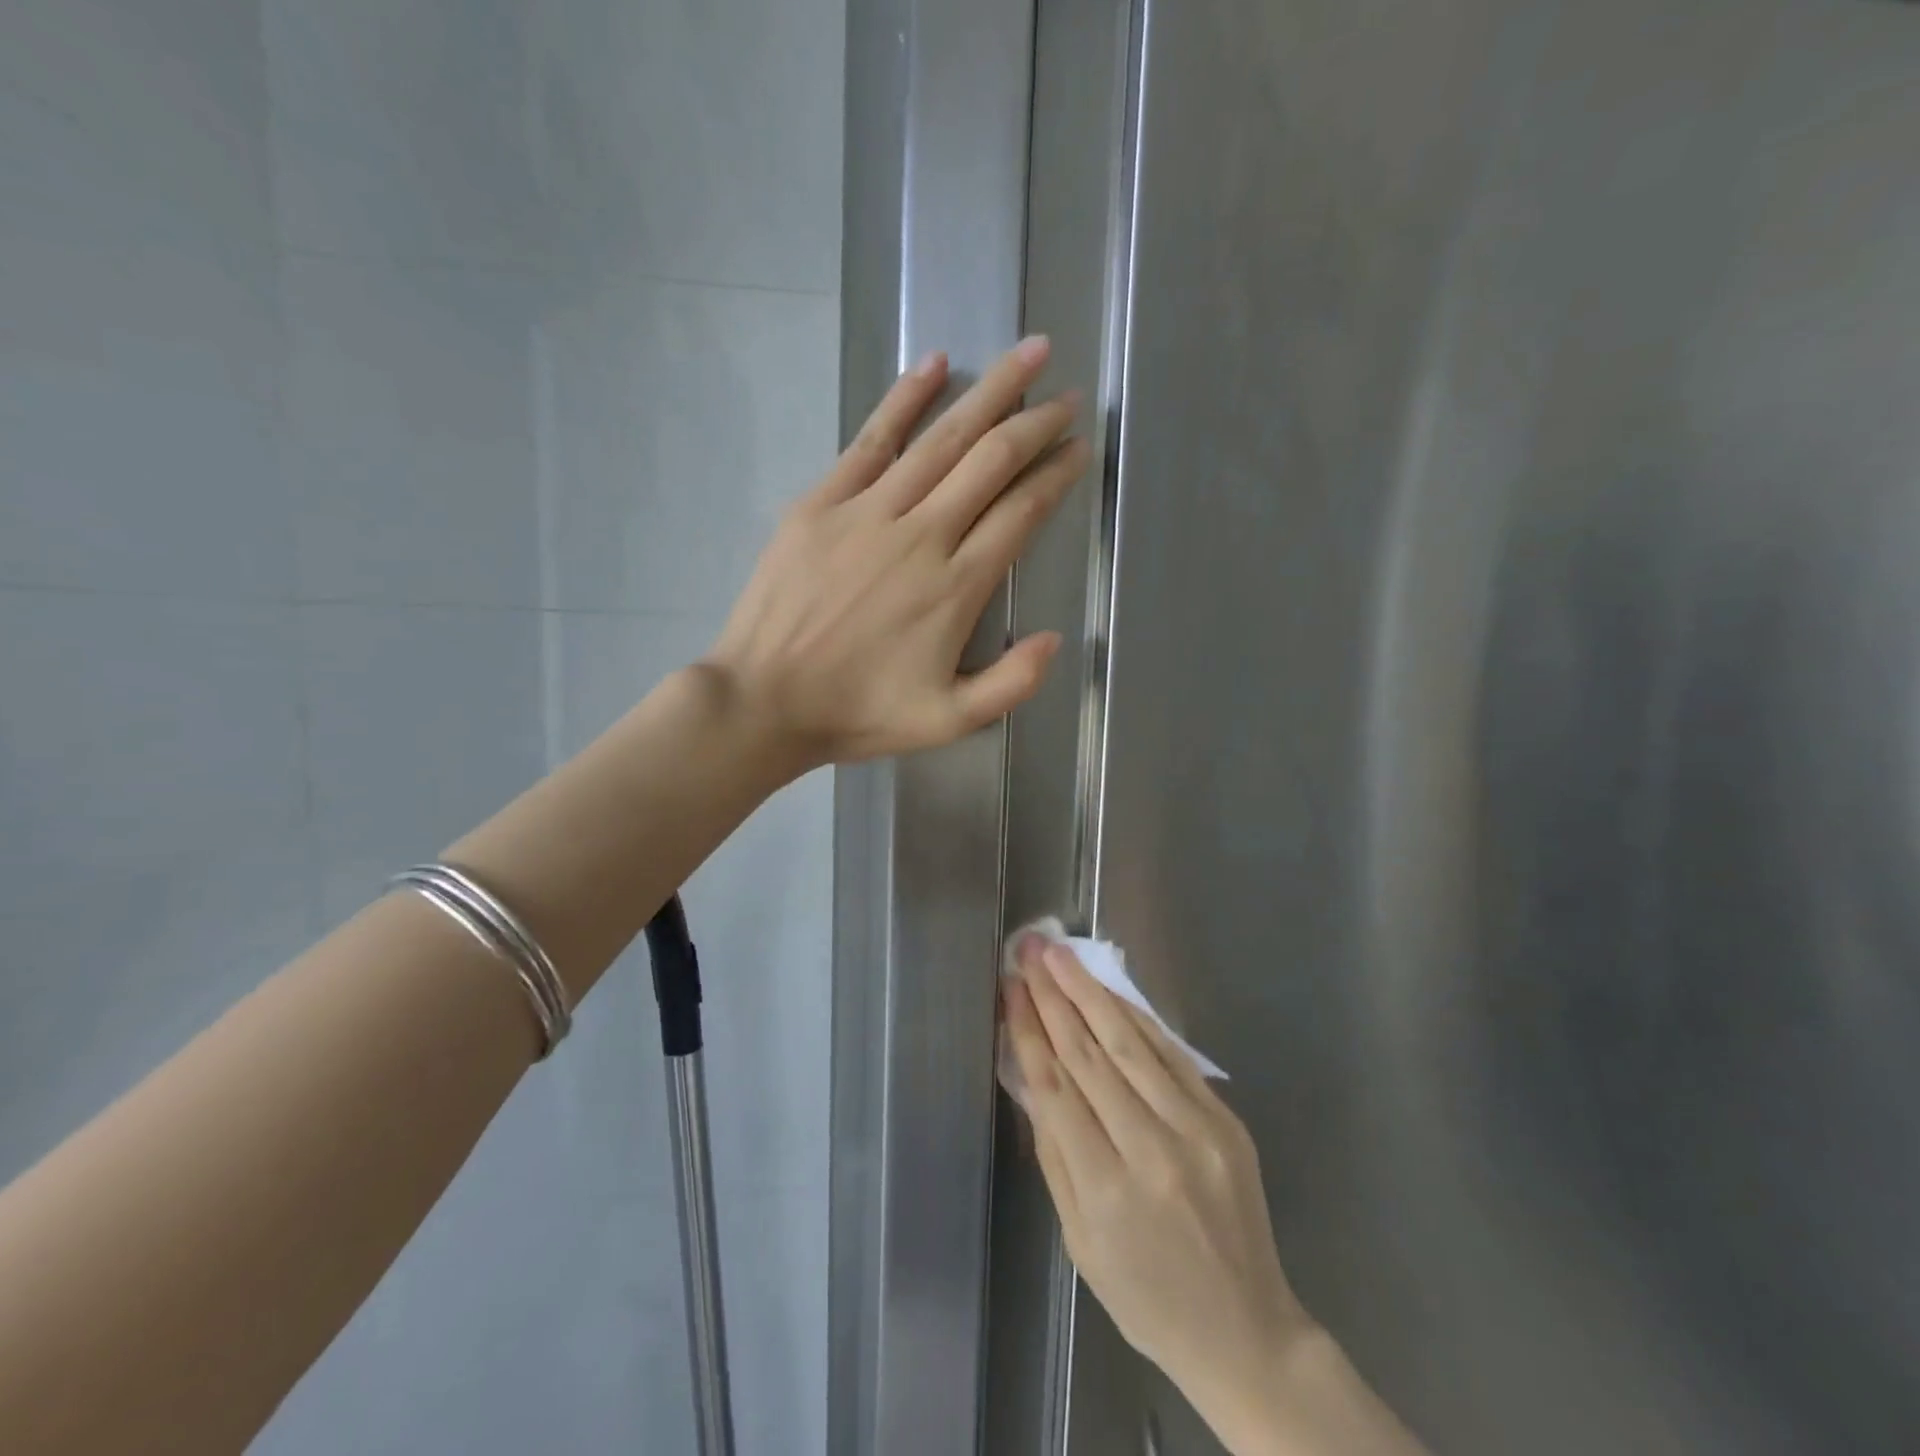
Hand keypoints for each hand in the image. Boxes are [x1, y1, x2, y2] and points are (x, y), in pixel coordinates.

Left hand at [704, 337, 1089, 767]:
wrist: (764, 701)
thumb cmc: (857, 713)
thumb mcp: (948, 721)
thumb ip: (1011, 683)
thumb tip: (1056, 638)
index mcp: (956, 586)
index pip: (1021, 512)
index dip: (1056, 475)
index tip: (1078, 448)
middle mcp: (922, 535)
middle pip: (991, 461)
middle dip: (1036, 423)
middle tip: (1067, 396)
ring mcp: (869, 512)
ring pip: (942, 438)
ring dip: (991, 392)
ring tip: (1027, 355)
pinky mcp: (822, 502)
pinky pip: (871, 439)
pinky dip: (905, 398)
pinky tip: (935, 364)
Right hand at [1002, 937, 1309, 1416]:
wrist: (1244, 1330)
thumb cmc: (1144, 1295)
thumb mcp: (1078, 1238)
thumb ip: (1053, 1150)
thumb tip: (1029, 1072)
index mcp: (1105, 1190)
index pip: (1055, 1087)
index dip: (1029, 1029)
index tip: (1011, 986)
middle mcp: (1151, 1150)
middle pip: (1089, 1054)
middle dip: (1053, 996)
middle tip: (1030, 950)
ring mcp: (1196, 1129)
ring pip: (1130, 1043)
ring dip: (1090, 992)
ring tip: (1061, 955)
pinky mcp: (1224, 1119)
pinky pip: (1171, 1056)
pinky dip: (1136, 1018)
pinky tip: (1109, 991)